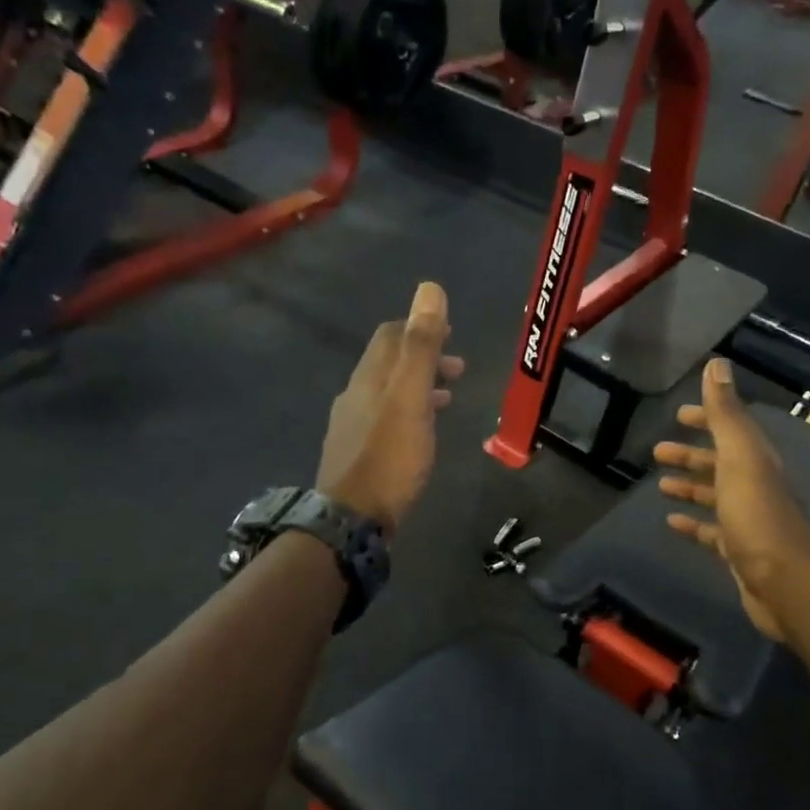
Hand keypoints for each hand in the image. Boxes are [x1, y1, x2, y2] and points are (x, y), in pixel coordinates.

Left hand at [317, 282, 463, 530]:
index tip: (450, 333)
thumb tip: (429, 289)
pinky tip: (420, 432)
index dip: (419, 327)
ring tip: (448, 397)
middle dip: (422, 358)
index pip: (390, 336)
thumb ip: (421, 346)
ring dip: (418, 386)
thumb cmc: (389, 457)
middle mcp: (354, 395)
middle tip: (457, 368)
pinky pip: (385, 419)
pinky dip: (408, 412)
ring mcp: (351, 426)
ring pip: (387, 393)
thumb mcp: (410, 398)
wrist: (352, 519)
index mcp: (368, 377)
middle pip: (388, 363)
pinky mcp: (356, 454)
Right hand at [653, 359, 809, 642]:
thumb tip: (717, 363)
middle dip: (691, 454)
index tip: (680, 414)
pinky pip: (710, 530)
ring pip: (714, 495)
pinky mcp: (738, 549)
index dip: (708, 418)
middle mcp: (754, 484)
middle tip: (658, 450)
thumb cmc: (756, 514)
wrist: (783, 582)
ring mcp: (747, 518)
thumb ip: (726, 413)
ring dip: (689, 486)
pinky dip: (692, 523)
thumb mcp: (739, 456)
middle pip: (720, 462)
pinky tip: (671, 521)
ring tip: (659, 484)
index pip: (731, 428)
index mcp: (756, 460)